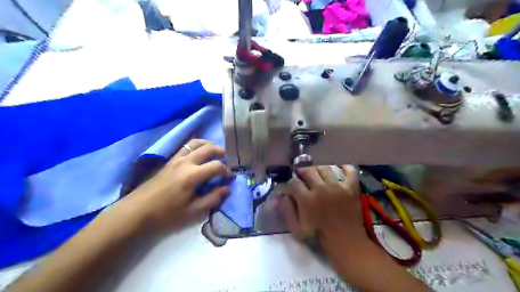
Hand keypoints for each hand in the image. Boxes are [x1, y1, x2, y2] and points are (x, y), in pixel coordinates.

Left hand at [118, 140, 232, 231]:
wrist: (138, 211)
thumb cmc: (167, 214)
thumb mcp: (193, 211)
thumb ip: (212, 198)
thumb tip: (227, 189)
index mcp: (192, 175)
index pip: (216, 166)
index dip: (226, 171)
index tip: (230, 178)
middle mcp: (185, 162)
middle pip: (207, 148)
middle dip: (220, 151)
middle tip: (227, 158)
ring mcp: (176, 159)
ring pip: (195, 143)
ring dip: (208, 144)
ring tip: (215, 150)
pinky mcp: (169, 160)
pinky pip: (185, 146)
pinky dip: (196, 145)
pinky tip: (199, 151)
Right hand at [278, 166, 361, 239]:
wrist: (346, 242)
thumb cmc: (319, 236)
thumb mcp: (297, 228)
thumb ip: (287, 211)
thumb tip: (281, 196)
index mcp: (307, 199)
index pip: (294, 182)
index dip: (292, 182)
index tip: (293, 186)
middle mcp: (321, 188)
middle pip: (309, 171)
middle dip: (303, 172)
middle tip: (303, 177)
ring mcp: (337, 186)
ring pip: (325, 168)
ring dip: (319, 169)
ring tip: (318, 175)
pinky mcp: (351, 188)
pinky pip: (349, 171)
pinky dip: (345, 167)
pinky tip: (340, 169)